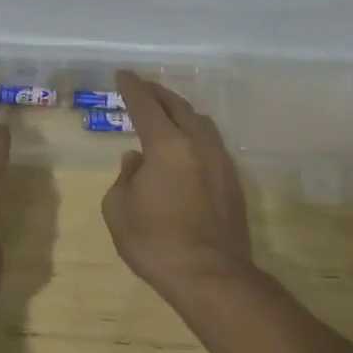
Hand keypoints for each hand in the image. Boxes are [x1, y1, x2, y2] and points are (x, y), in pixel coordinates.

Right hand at [102, 70, 253, 301]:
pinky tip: (185, 148)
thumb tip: (136, 160)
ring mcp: (220, 162)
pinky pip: (211, 144)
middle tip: (143, 88)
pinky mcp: (233, 182)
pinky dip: (194, 135)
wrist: (211, 278)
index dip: (132, 87)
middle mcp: (197, 144)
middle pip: (178, 106)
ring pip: (201, 123)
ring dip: (181, 112)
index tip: (123, 74)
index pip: (146, 105)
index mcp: (166, 145)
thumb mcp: (119, 208)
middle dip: (158, 94)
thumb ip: (125, 177)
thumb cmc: (155, 242)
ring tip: (166, 114)